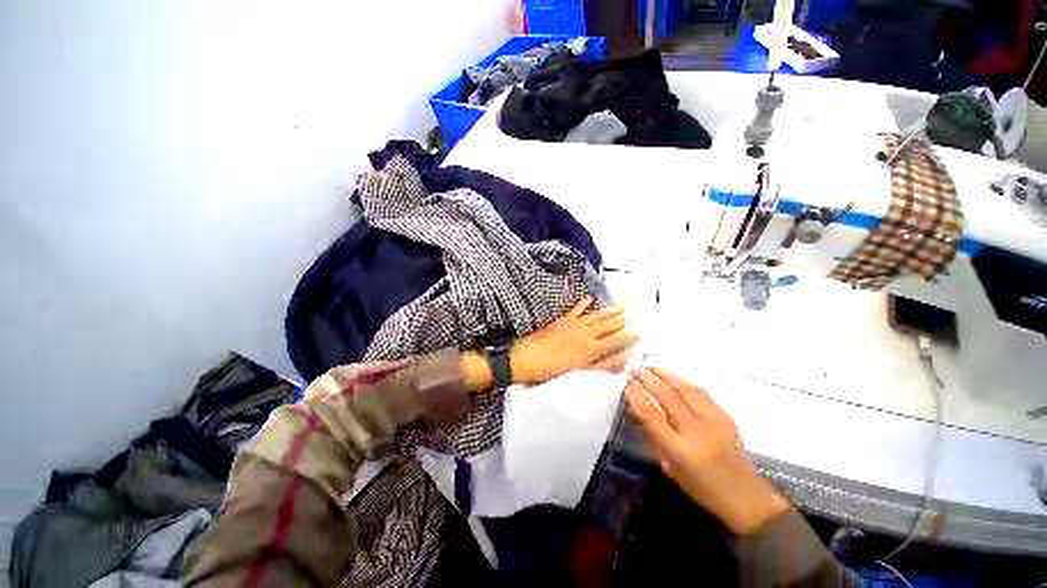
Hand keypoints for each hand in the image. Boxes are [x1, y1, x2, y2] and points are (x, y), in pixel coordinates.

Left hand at [509, 296, 638, 384]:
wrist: (526, 359)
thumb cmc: (552, 372)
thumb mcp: (578, 374)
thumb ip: (601, 367)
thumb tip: (621, 360)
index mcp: (590, 349)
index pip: (615, 340)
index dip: (628, 336)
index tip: (640, 331)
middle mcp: (585, 334)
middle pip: (607, 324)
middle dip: (620, 318)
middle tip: (632, 312)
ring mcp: (572, 325)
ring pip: (595, 315)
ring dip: (608, 310)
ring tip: (619, 304)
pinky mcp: (561, 321)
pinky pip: (575, 310)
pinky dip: (582, 304)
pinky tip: (588, 298)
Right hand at [624, 368, 790, 534]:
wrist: (746, 496)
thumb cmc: (702, 488)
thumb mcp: (671, 468)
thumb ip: (657, 438)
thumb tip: (642, 412)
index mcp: (680, 449)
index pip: (651, 415)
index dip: (636, 397)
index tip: (626, 384)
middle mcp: (696, 431)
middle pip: (667, 396)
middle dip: (649, 380)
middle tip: (636, 370)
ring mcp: (713, 421)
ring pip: (685, 389)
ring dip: (666, 375)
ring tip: (652, 367)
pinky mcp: (725, 416)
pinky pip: (701, 392)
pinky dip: (684, 381)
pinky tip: (674, 377)